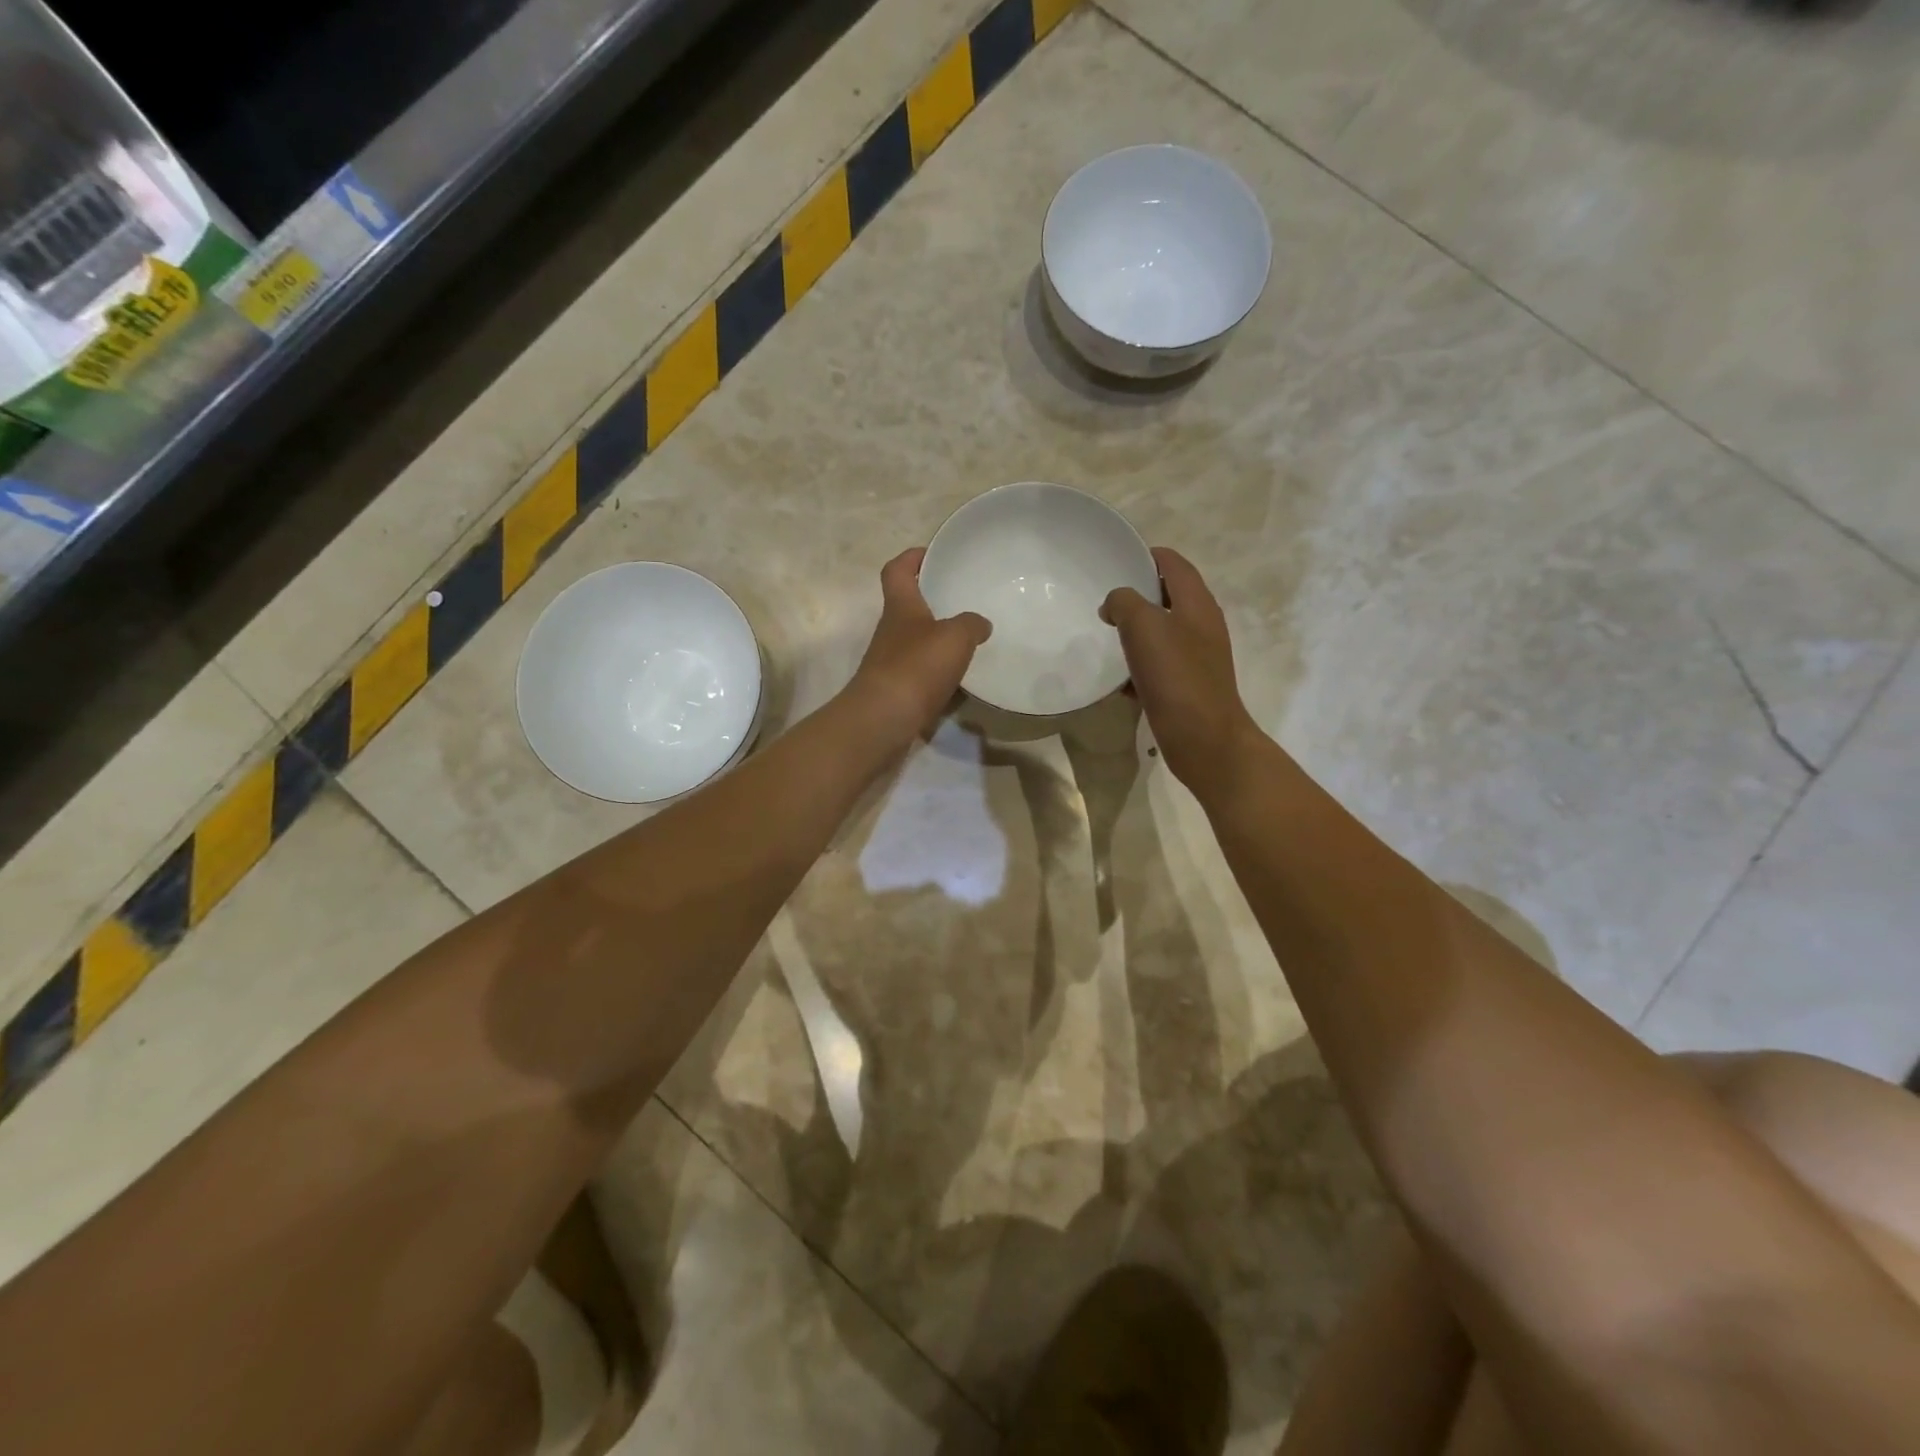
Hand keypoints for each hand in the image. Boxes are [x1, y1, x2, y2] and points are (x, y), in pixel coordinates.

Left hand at [845, 548, 990, 743]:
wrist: (883, 720)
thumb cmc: (916, 667)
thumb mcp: (955, 637)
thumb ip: (971, 624)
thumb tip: (980, 624)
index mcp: (900, 607)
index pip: (897, 570)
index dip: (912, 558)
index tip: (933, 554)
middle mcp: (891, 631)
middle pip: (907, 607)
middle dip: (932, 601)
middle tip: (963, 600)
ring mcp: (890, 663)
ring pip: (916, 642)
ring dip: (937, 641)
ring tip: (969, 642)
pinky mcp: (896, 691)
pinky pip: (921, 674)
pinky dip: (938, 674)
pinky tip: (960, 681)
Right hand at [1102, 547, 1261, 800]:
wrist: (1204, 740)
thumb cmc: (1176, 677)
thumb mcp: (1144, 627)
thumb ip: (1125, 603)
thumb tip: (1115, 603)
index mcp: (1197, 603)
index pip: (1173, 563)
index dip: (1145, 556)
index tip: (1114, 560)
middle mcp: (1202, 625)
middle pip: (1168, 596)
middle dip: (1135, 595)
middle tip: (1103, 600)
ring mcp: (1198, 657)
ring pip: (1161, 632)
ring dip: (1135, 632)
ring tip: (1106, 636)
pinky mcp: (1188, 685)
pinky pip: (1159, 664)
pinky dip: (1139, 665)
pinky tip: (1120, 681)